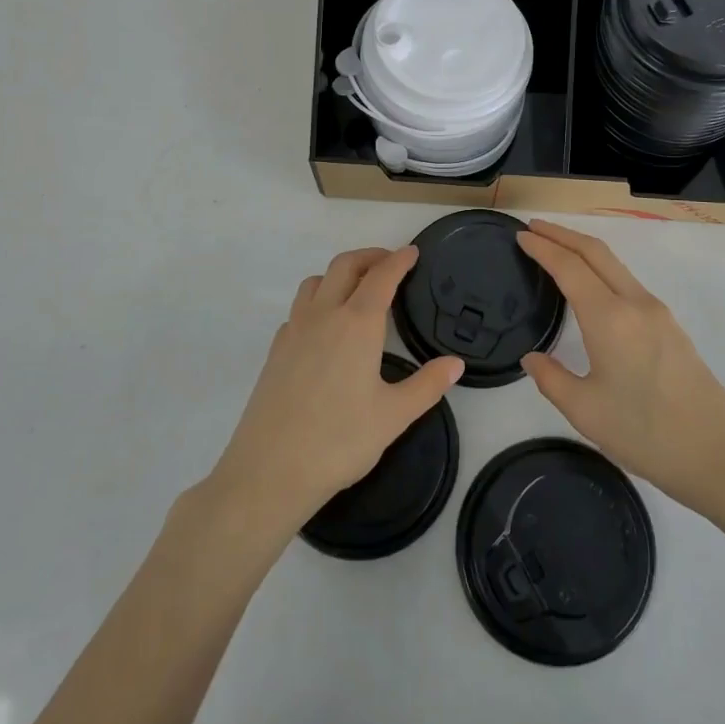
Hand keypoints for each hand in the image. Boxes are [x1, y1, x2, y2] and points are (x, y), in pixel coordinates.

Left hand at [208, 247, 463, 537]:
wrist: (269, 471)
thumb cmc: (339, 441)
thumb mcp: (394, 416)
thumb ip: (427, 385)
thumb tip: (455, 363)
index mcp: (357, 324)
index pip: (381, 277)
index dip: (399, 260)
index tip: (412, 252)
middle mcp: (324, 316)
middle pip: (344, 266)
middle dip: (369, 256)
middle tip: (389, 262)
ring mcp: (294, 330)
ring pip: (315, 282)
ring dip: (338, 274)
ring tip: (356, 288)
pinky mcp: (276, 349)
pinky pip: (298, 309)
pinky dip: (316, 302)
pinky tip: (325, 327)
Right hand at [518, 221, 724, 520]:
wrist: (720, 456)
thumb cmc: (646, 435)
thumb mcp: (586, 412)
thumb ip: (551, 379)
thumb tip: (532, 357)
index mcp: (610, 319)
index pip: (569, 267)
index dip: (542, 247)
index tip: (520, 235)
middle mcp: (636, 303)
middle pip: (596, 252)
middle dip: (563, 234)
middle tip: (533, 228)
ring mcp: (658, 312)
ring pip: (615, 265)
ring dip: (584, 250)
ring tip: (557, 250)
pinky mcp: (671, 326)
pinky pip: (628, 282)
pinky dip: (602, 269)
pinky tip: (591, 286)